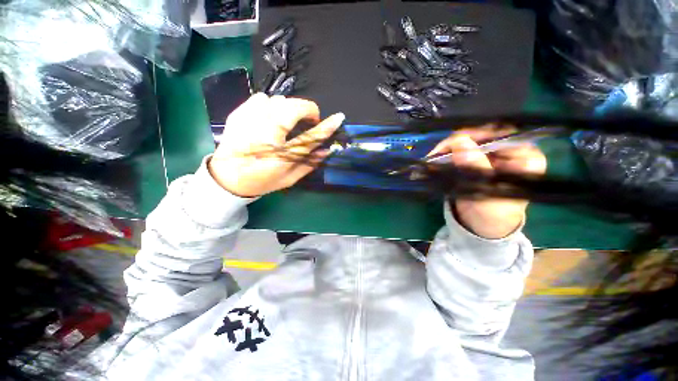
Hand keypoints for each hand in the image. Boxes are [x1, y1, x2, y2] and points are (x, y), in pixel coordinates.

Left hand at [208, 93, 344, 196]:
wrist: (227, 178)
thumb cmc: (262, 181)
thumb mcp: (289, 178)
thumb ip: (309, 164)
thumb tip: (326, 150)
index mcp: (280, 155)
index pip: (310, 136)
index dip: (326, 126)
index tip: (338, 118)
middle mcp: (265, 133)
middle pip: (293, 108)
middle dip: (307, 110)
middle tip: (308, 121)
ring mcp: (249, 120)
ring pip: (278, 100)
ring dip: (288, 109)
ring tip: (287, 121)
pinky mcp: (238, 113)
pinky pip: (261, 98)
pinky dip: (270, 104)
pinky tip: (269, 117)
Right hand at [429, 125, 546, 238]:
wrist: (483, 225)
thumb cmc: (492, 214)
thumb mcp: (487, 194)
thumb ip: (476, 169)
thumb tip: (459, 142)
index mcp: (525, 157)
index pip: (504, 133)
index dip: (478, 133)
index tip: (454, 143)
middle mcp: (509, 150)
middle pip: (483, 133)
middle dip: (457, 141)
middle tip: (436, 153)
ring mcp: (490, 153)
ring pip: (467, 139)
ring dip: (447, 148)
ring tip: (431, 159)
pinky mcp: (474, 158)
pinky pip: (457, 149)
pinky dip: (444, 153)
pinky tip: (433, 160)